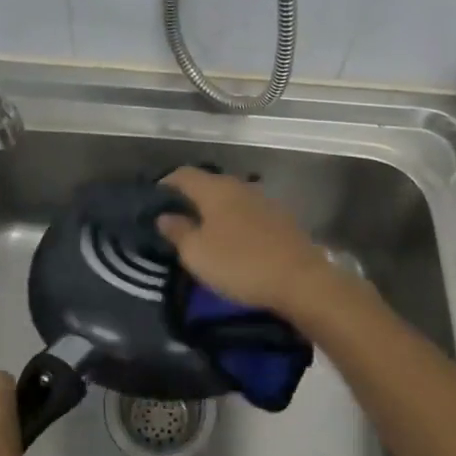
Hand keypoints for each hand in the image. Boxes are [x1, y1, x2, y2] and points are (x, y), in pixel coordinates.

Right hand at [156, 166, 337, 322]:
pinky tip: (233, 241)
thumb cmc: (240, 263)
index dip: (166, 184)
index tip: (154, 200)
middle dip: (191, 198)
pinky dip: (234, 222)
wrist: (301, 281)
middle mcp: (239, 186)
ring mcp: (263, 201)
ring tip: (203, 232)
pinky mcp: (281, 219)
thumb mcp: (197, 253)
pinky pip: (248, 214)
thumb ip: (178, 231)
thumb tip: (164, 216)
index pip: (183, 174)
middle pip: (208, 184)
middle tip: (176, 219)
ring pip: (230, 199)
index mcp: (215, 189)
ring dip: (215, 211)